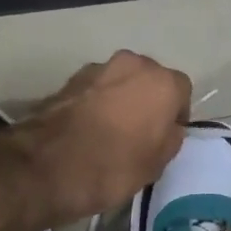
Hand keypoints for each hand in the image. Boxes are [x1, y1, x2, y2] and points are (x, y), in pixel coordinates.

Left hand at [18, 51, 191, 223]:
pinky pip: (94, 90)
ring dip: (120, 99)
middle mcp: (133, 64)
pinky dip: (96, 104)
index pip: (182, 91)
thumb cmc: (114, 166)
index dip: (176, 114)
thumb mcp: (157, 164)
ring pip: (120, 82)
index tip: (166, 136)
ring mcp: (97, 68)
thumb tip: (167, 128)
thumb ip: (170, 138)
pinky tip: (88, 130)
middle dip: (148, 100)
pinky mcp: (68, 80)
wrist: (48, 166)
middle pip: (150, 79)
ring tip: (111, 132)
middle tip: (140, 132)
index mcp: (162, 83)